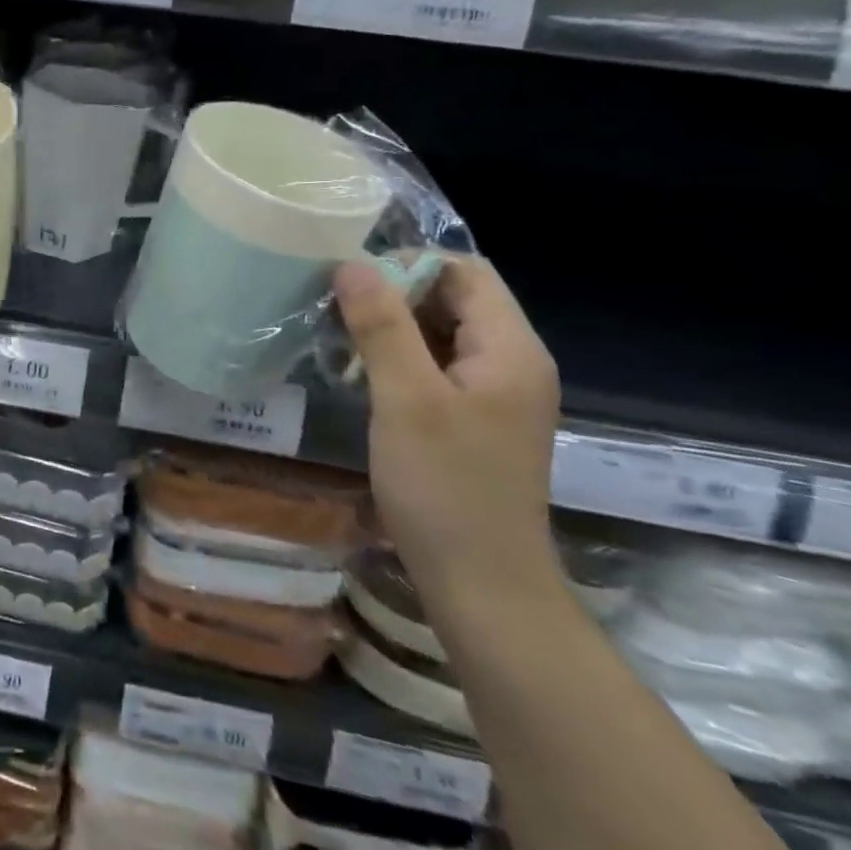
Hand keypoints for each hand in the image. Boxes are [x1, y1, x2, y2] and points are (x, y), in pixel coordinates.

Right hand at [335, 257, 563, 608]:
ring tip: (342, 339)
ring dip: (392, 328)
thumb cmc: (446, 487)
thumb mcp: (406, 399)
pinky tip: (363, 374)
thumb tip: (351, 263)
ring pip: (441, 332)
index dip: (408, 264)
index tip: (352, 282)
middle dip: (394, 294)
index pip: (465, 271)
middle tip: (338, 310)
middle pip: (454, 298)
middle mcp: (512, 362)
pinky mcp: (477, 419)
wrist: (483, 586)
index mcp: (511, 349)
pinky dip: (400, 359)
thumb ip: (381, 325)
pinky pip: (438, 366)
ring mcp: (497, 393)